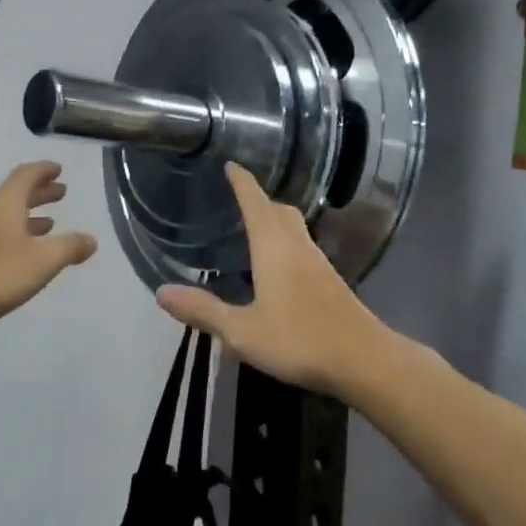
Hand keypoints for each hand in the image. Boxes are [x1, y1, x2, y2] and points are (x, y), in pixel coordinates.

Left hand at [0, 161, 97, 334]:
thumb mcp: (43, 261)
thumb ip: (69, 247)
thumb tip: (91, 239)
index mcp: (4, 203)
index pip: (26, 175)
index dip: (44, 170)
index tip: (59, 169)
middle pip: (15, 194)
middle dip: (40, 192)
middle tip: (61, 193)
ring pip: (4, 215)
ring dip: (28, 215)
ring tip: (48, 223)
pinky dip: (14, 233)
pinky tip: (22, 251)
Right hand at [154, 163, 383, 396]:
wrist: (364, 360)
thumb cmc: (299, 340)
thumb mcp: (241, 331)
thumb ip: (203, 310)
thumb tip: (161, 292)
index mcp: (274, 248)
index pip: (255, 202)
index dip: (242, 182)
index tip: (231, 165)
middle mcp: (297, 247)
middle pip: (279, 211)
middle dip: (259, 199)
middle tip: (238, 198)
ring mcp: (318, 264)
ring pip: (295, 228)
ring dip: (274, 220)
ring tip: (253, 228)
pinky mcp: (330, 282)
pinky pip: (302, 247)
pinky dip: (286, 242)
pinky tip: (278, 266)